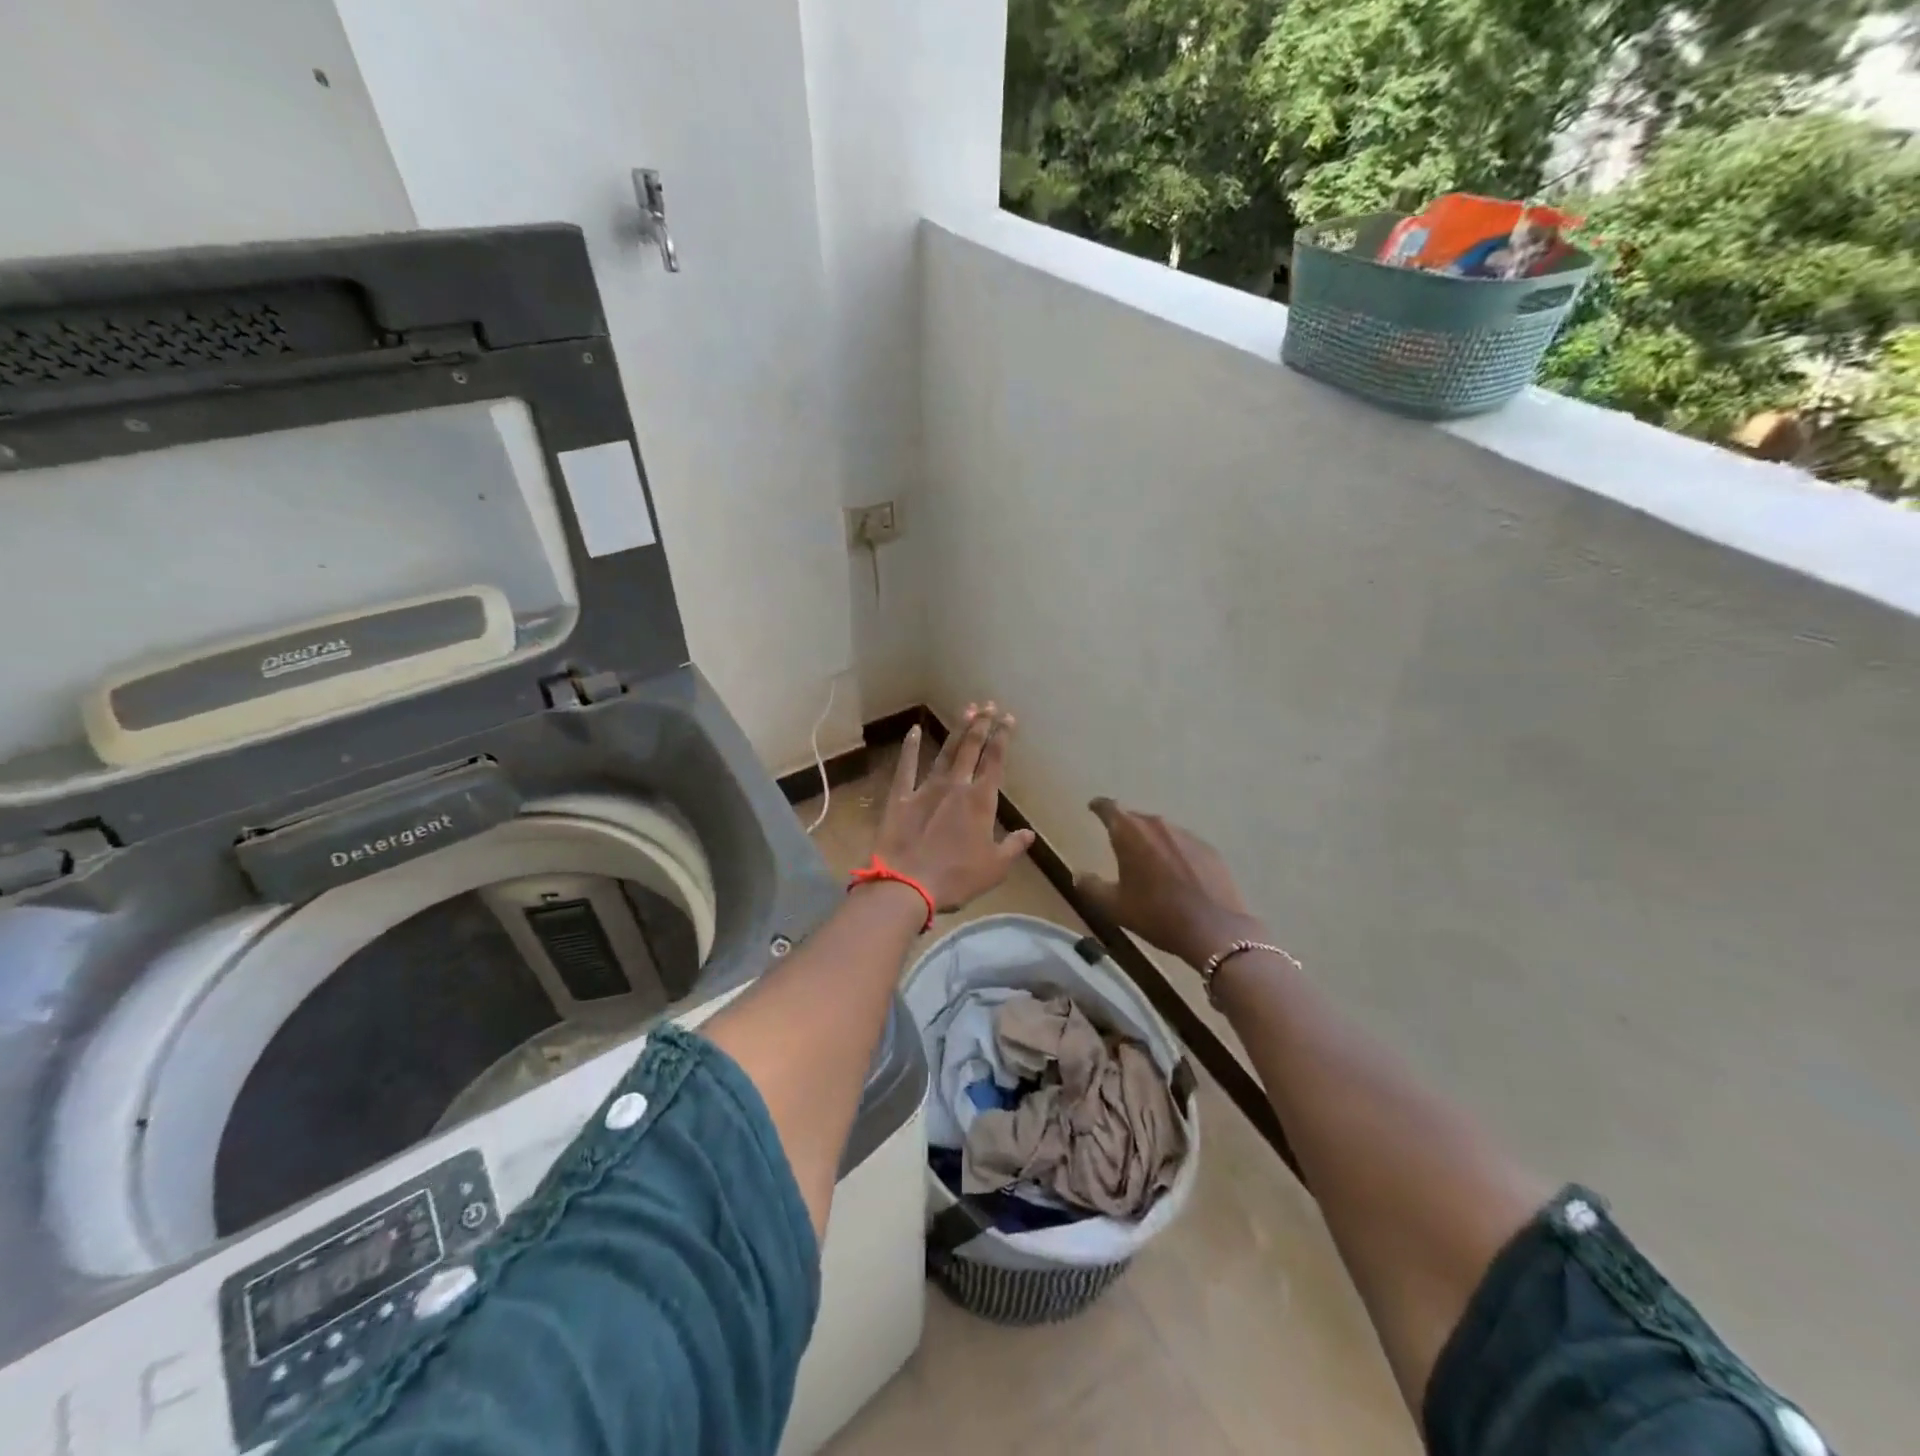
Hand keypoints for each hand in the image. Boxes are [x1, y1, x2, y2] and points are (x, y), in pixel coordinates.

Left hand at [873, 703, 1034, 911]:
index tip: (1008, 719)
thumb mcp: (994, 868)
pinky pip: (906, 767)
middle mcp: (956, 787)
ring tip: (967, 710)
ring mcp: (926, 789)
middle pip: (971, 749)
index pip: (995, 762)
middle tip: (989, 705)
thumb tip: (1029, 834)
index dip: (1002, 738)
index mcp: (980, 802)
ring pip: (945, 753)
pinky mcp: (900, 797)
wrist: (907, 884)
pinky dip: (911, 748)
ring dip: (957, 731)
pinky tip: (914, 730)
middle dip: (982, 725)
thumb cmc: (956, 879)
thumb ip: (1013, 847)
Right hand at [1077, 799, 1263, 967]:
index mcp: (1130, 833)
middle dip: (1125, 828)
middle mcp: (1158, 826)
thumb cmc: (1156, 914)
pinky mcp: (1209, 850)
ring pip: (1162, 831)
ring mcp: (1187, 836)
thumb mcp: (1114, 906)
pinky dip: (1175, 854)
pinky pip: (1184, 845)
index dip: (1098, 806)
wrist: (1214, 929)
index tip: (1092, 808)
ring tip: (1149, 863)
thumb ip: (1091, 887)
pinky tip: (1177, 875)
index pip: (1109, 807)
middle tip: (1119, 845)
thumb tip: (1077, 874)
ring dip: (1152, 842)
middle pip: (1136, 818)